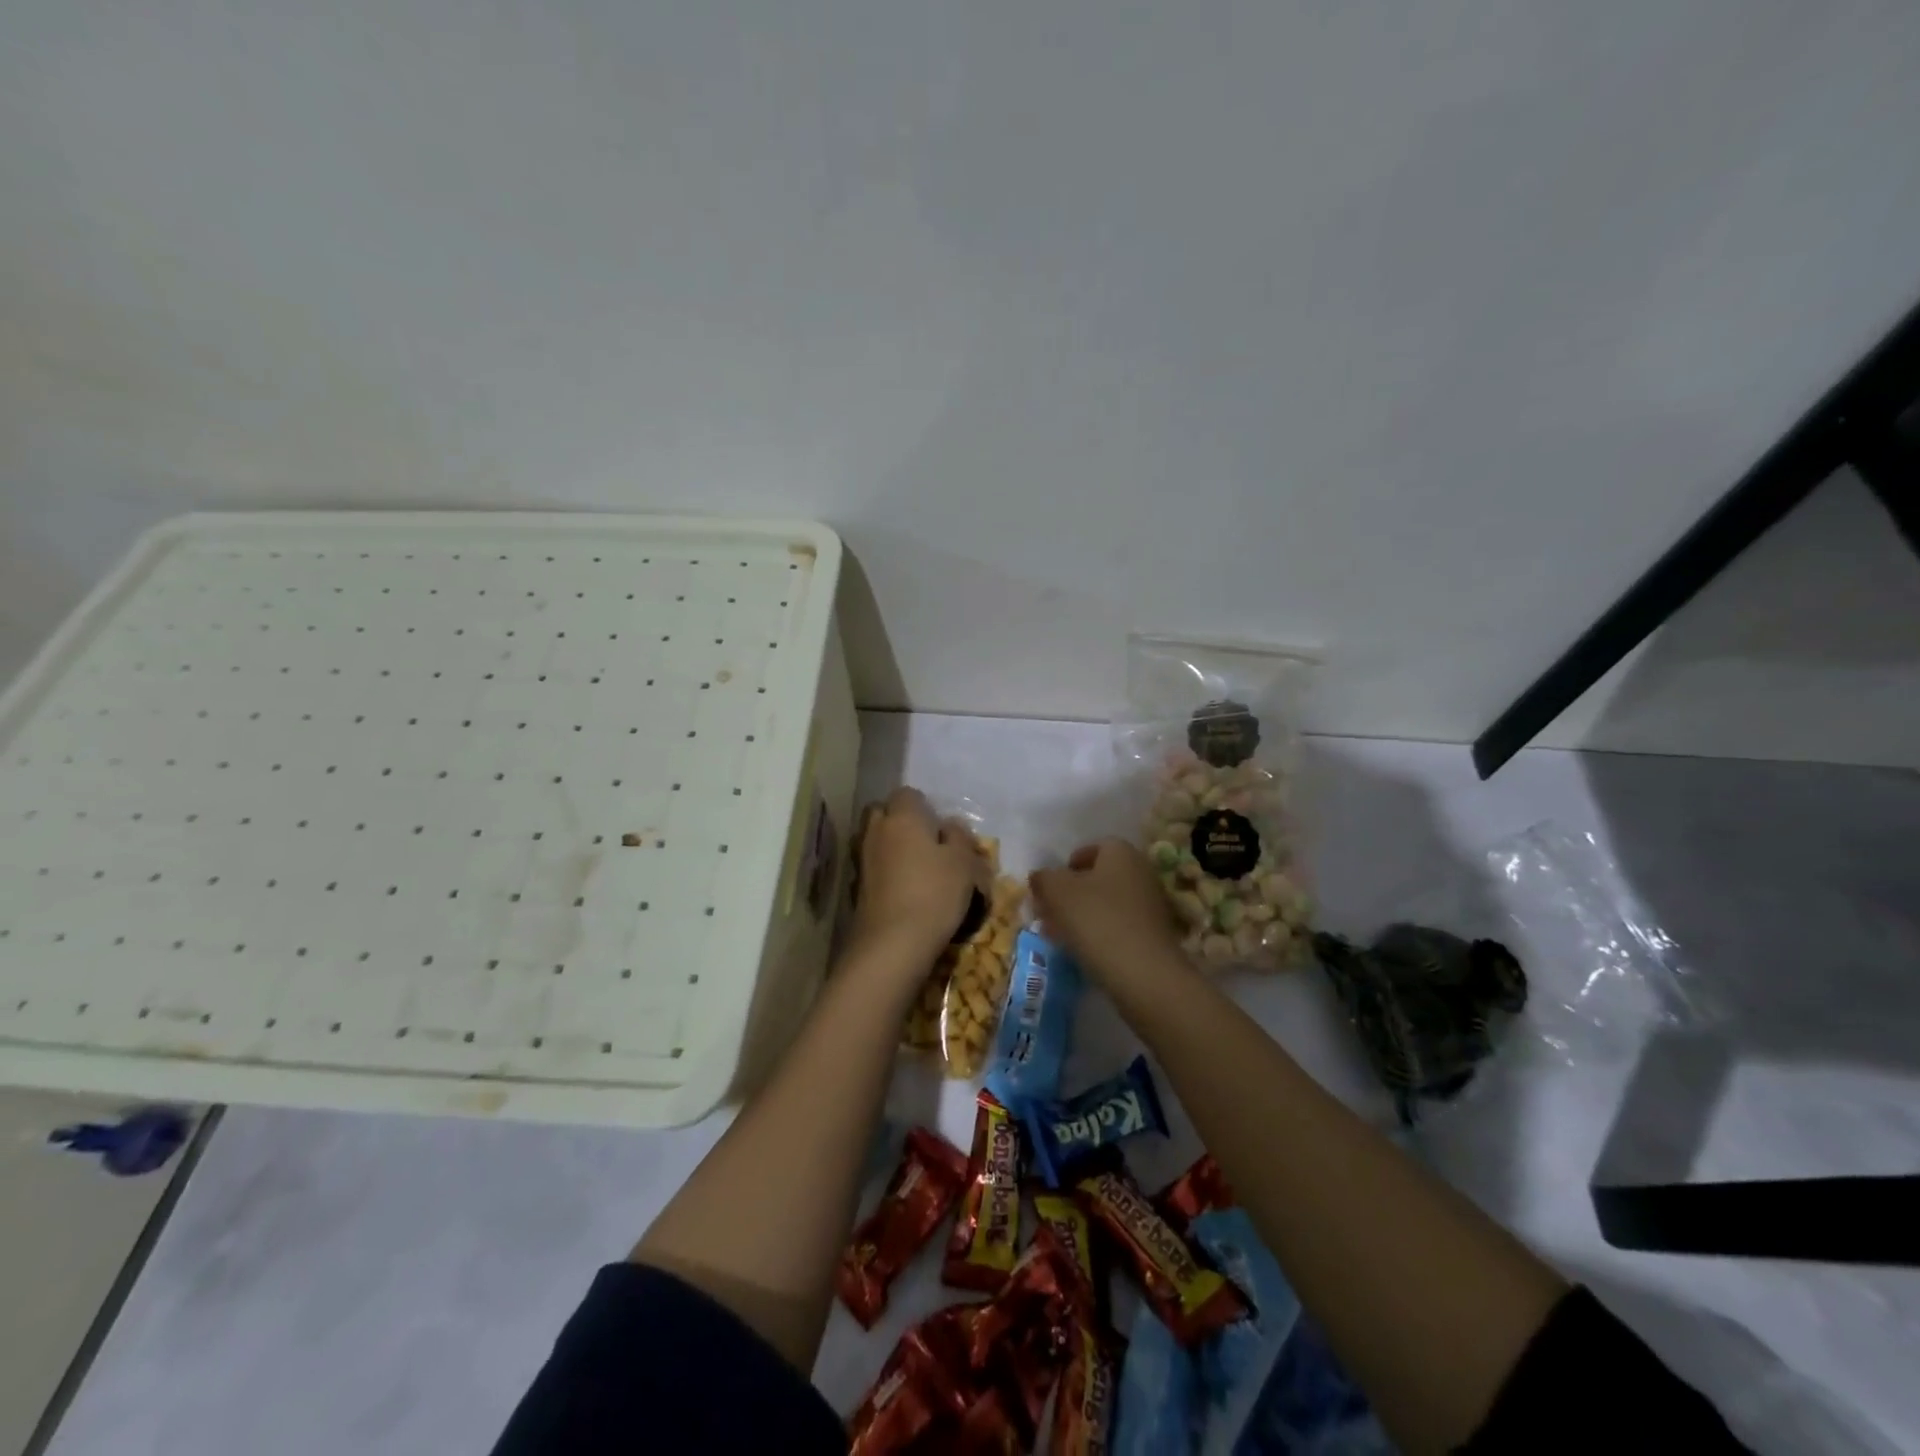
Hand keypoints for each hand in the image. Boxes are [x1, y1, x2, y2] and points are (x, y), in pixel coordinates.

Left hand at [849, 788, 987, 963]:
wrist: (893, 943)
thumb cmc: (935, 893)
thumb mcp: (963, 862)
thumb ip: (959, 837)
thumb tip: (949, 826)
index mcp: (902, 816)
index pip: (908, 794)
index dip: (924, 807)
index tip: (941, 828)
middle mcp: (876, 831)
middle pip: (883, 813)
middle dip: (900, 822)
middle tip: (925, 844)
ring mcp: (861, 860)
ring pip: (874, 841)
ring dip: (890, 848)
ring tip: (915, 869)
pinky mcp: (855, 888)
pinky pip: (871, 868)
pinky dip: (883, 873)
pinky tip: (902, 890)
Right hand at [1029, 839, 1183, 986]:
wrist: (1143, 973)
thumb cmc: (1097, 920)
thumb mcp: (1057, 892)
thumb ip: (1043, 878)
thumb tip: (1040, 877)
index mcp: (1121, 852)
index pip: (1091, 849)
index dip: (1067, 866)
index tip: (1050, 888)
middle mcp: (1141, 871)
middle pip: (1099, 877)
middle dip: (1073, 893)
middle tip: (1051, 913)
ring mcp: (1152, 904)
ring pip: (1108, 903)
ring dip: (1085, 915)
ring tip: (1061, 936)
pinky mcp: (1155, 935)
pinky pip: (1120, 926)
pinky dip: (1101, 933)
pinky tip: (1084, 951)